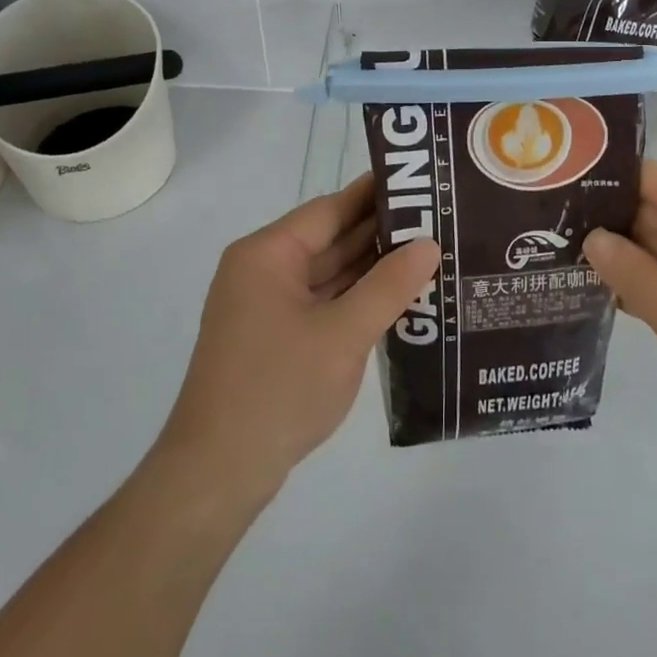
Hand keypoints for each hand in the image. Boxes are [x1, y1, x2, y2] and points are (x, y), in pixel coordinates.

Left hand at [156, 174, 439, 502]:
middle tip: (438, 221)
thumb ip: (389, 286)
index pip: (329, 209)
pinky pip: (323, 304)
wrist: (219, 472)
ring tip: (429, 255)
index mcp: (267, 255)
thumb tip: (428, 245)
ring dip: (371, 270)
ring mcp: (267, 307)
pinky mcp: (275, 338)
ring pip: (328, 275)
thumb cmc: (279, 389)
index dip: (375, 196)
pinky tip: (398, 299)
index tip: (421, 185)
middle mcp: (263, 271)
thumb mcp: (343, 334)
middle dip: (380, 234)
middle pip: (329, 240)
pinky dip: (356, 301)